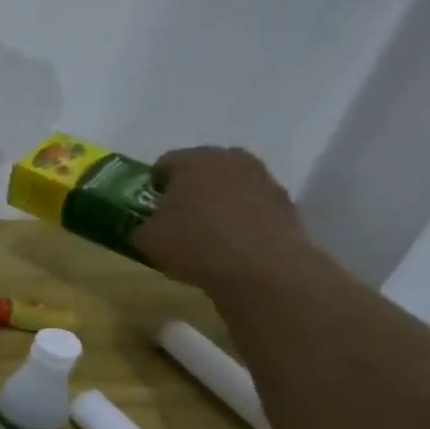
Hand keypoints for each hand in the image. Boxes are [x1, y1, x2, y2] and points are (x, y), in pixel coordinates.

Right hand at [134, 146, 314, 292]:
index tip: (150, 207)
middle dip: (189, 186)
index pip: (164, 163)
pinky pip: (253, 203)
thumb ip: (143, 225)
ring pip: (231, 184)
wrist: (262, 268)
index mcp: (192, 160)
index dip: (154, 185)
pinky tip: (232, 242)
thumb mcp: (147, 239)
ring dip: (219, 199)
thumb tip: (148, 227)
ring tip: (208, 230)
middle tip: (178, 214)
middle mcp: (230, 160)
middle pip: (203, 168)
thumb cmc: (194, 243)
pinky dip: (242, 216)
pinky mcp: (286, 202)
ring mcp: (263, 178)